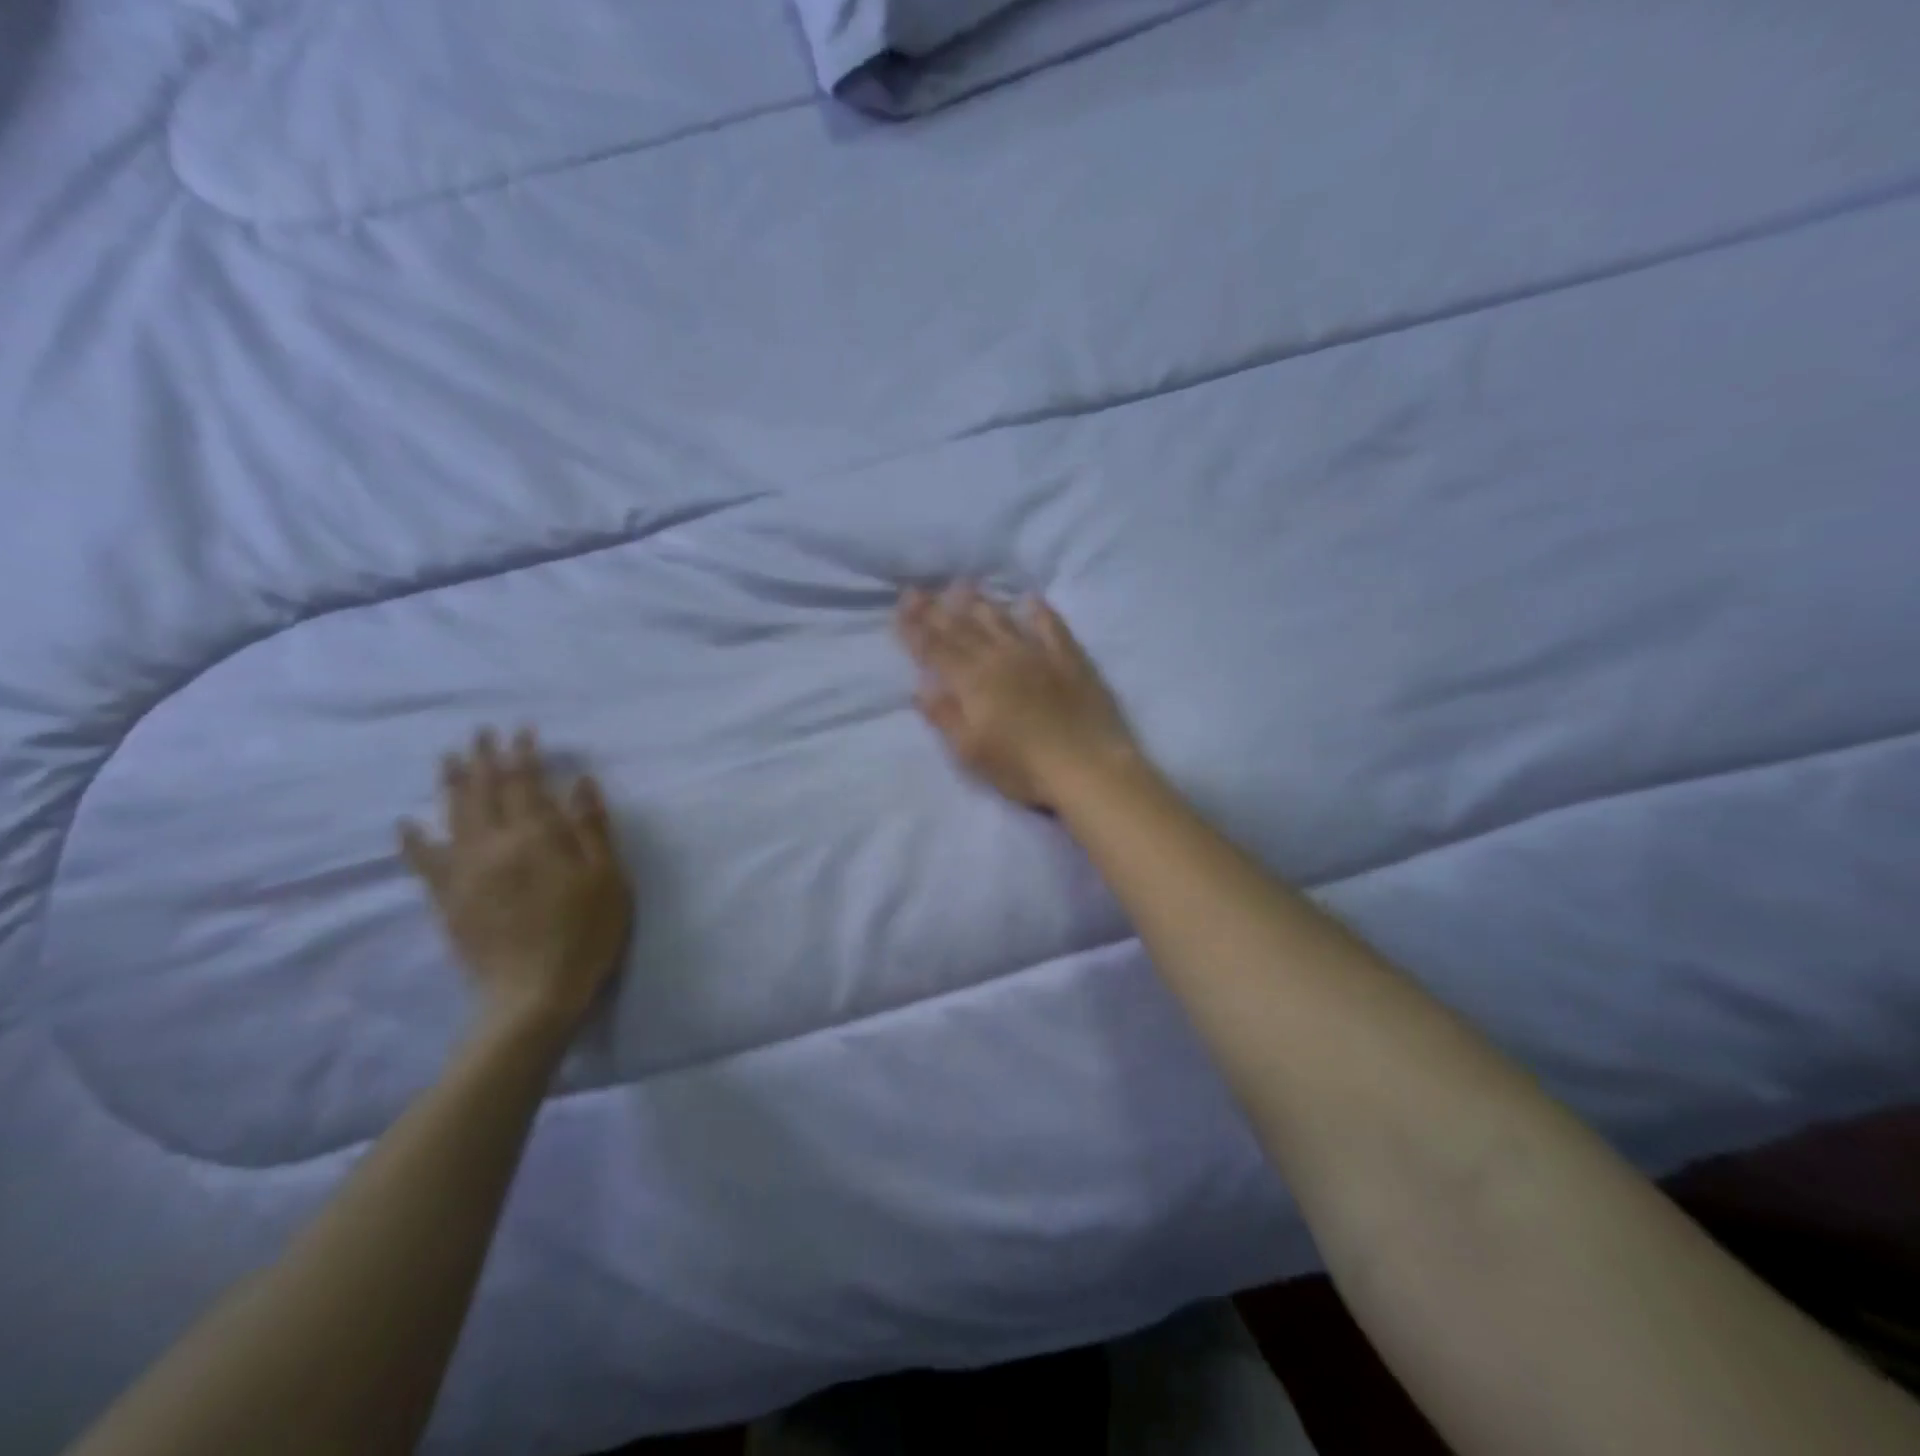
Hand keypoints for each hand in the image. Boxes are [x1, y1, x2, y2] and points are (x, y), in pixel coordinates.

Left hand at [400, 728, 632, 1035]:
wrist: (534, 993)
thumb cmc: (585, 932)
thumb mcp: (608, 877)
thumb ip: (592, 827)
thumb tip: (580, 782)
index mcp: (535, 837)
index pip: (525, 783)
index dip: (523, 754)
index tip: (522, 731)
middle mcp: (493, 845)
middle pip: (484, 792)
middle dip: (484, 759)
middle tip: (481, 733)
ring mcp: (464, 872)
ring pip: (452, 816)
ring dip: (451, 784)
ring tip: (450, 759)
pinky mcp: (448, 899)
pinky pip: (425, 861)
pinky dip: (415, 839)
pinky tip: (407, 824)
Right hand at [897, 585, 1140, 809]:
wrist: (1088, 767)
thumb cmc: (1023, 768)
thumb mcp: (972, 752)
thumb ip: (945, 717)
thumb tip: (921, 689)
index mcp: (973, 682)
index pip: (936, 649)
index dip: (915, 629)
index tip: (899, 608)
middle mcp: (1001, 658)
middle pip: (962, 629)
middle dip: (936, 609)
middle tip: (917, 589)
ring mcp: (1038, 654)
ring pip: (1001, 620)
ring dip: (979, 602)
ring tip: (962, 586)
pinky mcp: (1070, 660)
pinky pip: (1051, 627)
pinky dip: (1038, 612)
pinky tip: (1030, 600)